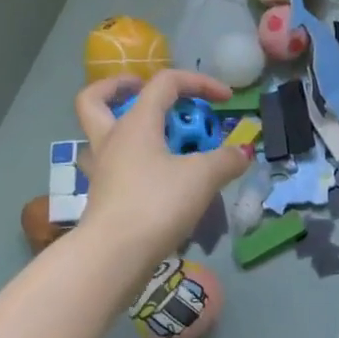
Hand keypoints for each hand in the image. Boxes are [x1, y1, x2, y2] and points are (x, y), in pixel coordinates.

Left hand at [74, 71, 251, 277]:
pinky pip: (114, 167)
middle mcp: (111, 139)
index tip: (226, 99)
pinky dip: (133, 164)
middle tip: (145, 94)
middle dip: (120, 87)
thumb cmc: (157, 203)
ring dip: (123, 128)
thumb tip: (242, 153)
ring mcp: (102, 169)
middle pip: (96, 99)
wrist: (116, 253)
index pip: (164, 84)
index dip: (198, 83)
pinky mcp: (103, 197)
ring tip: (156, 140)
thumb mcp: (202, 178)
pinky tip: (155, 177)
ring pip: (101, 135)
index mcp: (136, 123)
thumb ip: (226, 160)